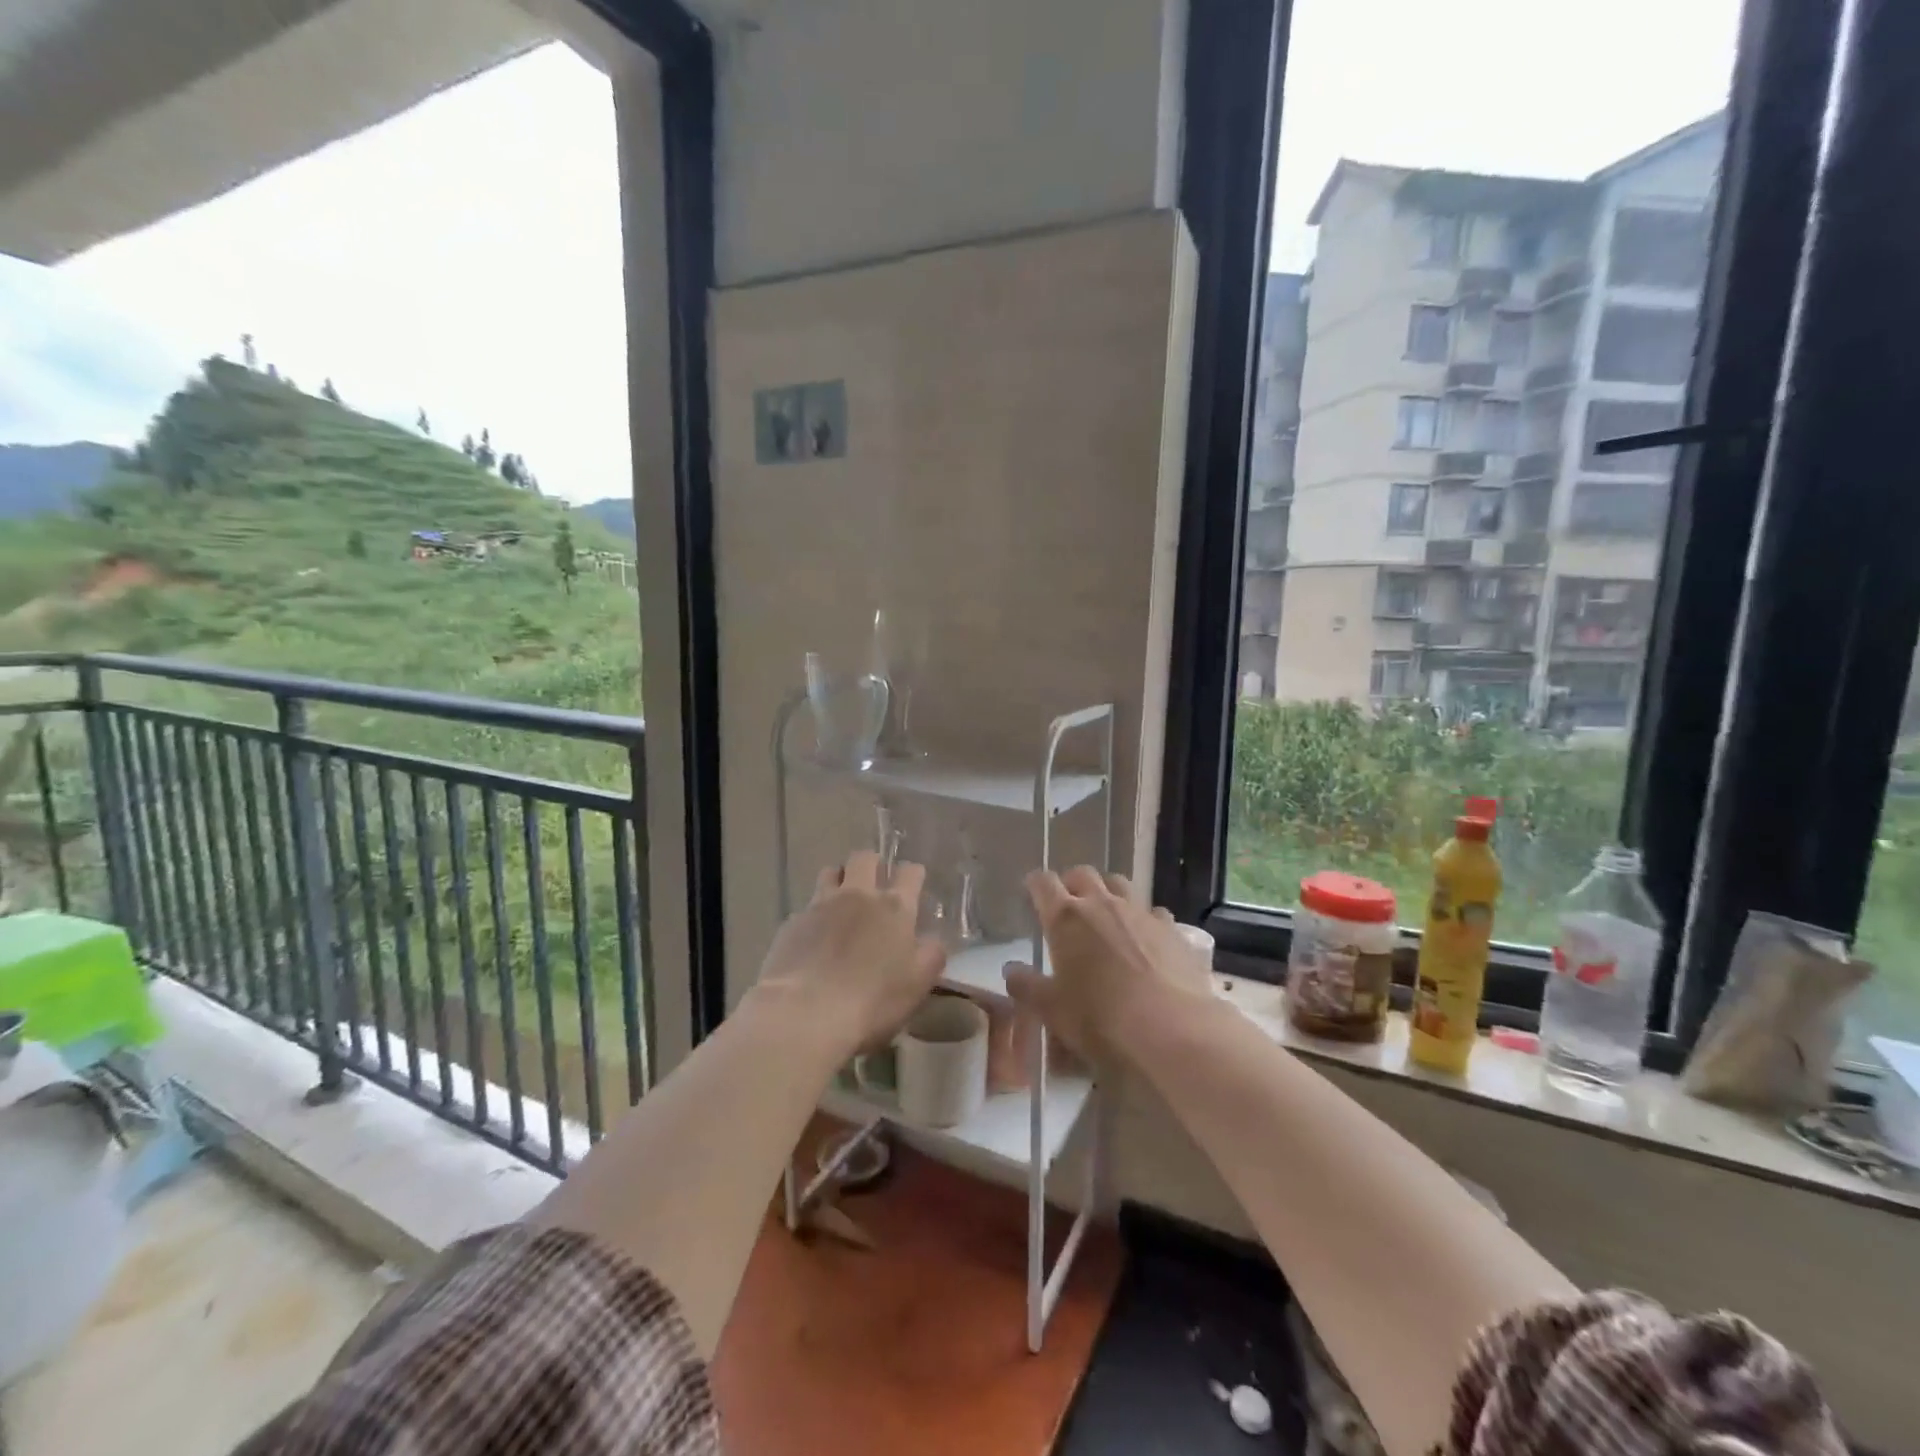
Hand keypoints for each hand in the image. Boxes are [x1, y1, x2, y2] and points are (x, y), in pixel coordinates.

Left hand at [755, 849, 947, 1052]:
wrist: (805, 1013)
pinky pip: (807, 907)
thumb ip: (931, 956)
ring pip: (830, 873)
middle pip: (864, 858)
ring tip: (841, 901)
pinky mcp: (792, 923)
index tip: (913, 883)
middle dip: (872, 864)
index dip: (913, 874)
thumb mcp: (918, 984)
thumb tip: (932, 941)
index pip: (910, 872)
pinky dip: (814, 915)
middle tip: (874, 883)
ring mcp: (821, 905)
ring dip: (839, 880)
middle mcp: (858, 896)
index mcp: (894, 907)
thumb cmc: (872, 1001)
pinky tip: (813, 938)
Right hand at [1003, 867, 1213, 1062]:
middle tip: (1067, 904)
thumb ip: (1027, 986)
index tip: (1031, 892)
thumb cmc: (1100, 1020)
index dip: (1034, 884)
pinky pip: (1153, 912)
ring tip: (1105, 916)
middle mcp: (1102, 904)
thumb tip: (1011, 970)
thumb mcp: (1052, 1011)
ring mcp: (1140, 913)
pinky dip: (1144, 919)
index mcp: (1066, 918)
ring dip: (1107, 892)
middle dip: (1071, 883)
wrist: (1172, 1031)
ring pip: (1119, 884)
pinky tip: (1145, 940)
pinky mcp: (1172, 929)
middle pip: (1082, 874)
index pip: (1043, 883)